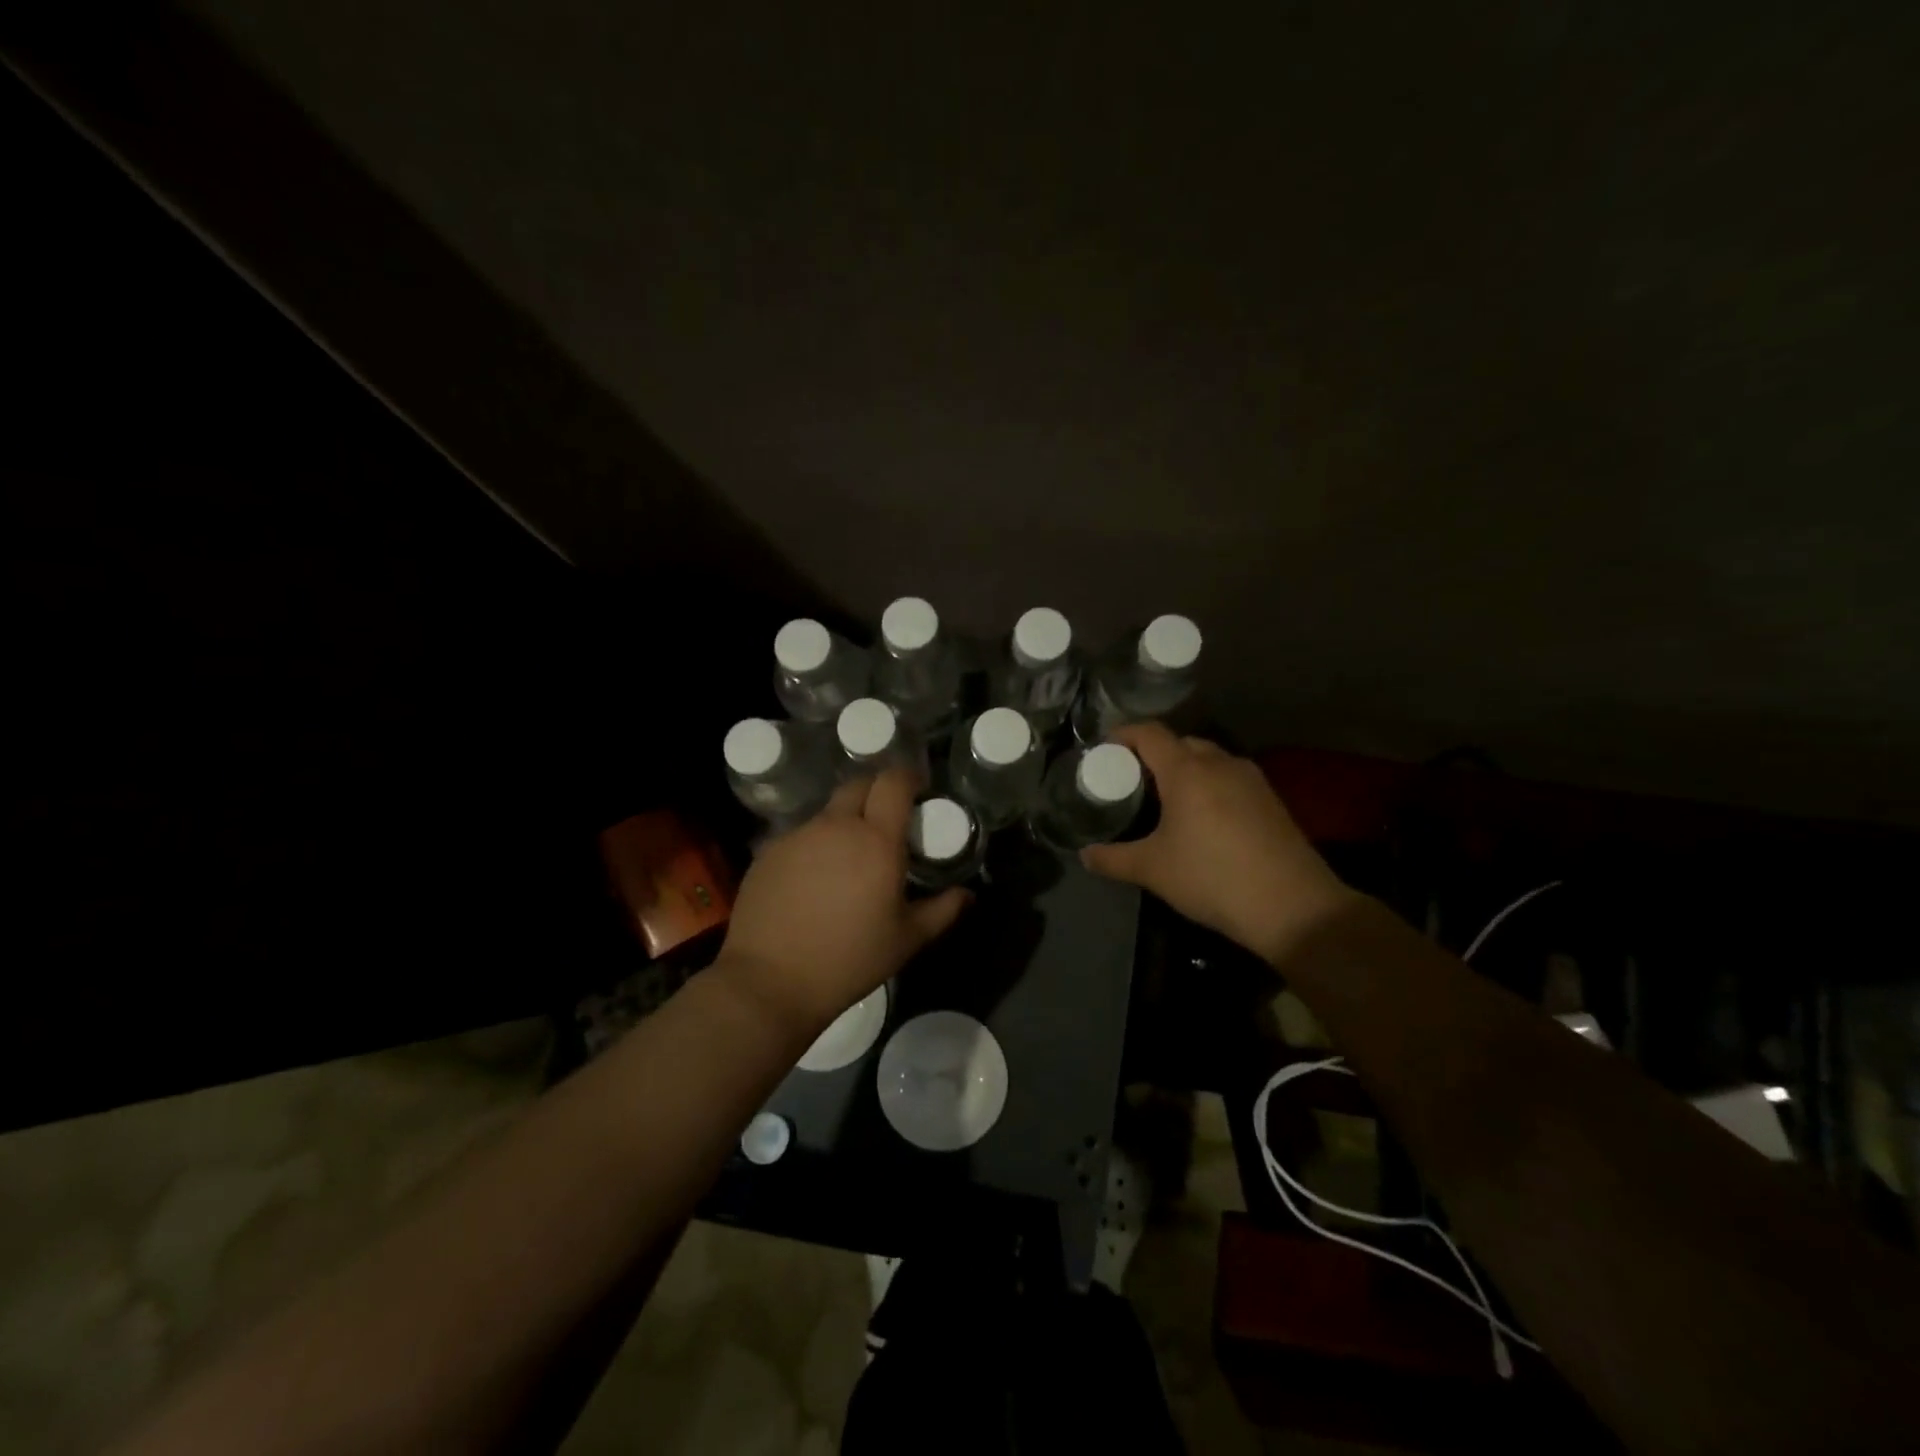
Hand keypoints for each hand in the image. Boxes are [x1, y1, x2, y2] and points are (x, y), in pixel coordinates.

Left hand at [718, 769, 969, 1032]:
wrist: (770, 982)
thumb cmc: (849, 960)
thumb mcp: (907, 940)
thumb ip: (942, 910)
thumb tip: (967, 894)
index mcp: (876, 839)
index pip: (893, 782)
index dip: (908, 777)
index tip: (919, 790)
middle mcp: (835, 826)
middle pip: (859, 785)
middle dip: (877, 792)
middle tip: (888, 820)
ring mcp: (797, 836)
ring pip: (828, 812)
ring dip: (845, 822)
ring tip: (850, 858)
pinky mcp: (768, 852)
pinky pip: (801, 836)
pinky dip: (816, 845)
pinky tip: (815, 880)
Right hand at [1080, 722, 1356, 963]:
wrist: (1292, 906)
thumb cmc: (1211, 878)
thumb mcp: (1152, 870)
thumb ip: (1113, 859)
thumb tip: (1085, 855)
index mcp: (1186, 770)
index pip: (1149, 733)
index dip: (1123, 734)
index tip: (1105, 749)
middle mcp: (1220, 763)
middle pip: (1180, 742)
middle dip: (1154, 754)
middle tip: (1133, 780)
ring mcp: (1251, 779)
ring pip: (1209, 759)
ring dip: (1185, 769)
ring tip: (1166, 798)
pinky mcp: (1271, 799)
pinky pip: (1230, 778)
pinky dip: (1210, 785)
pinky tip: (1204, 818)